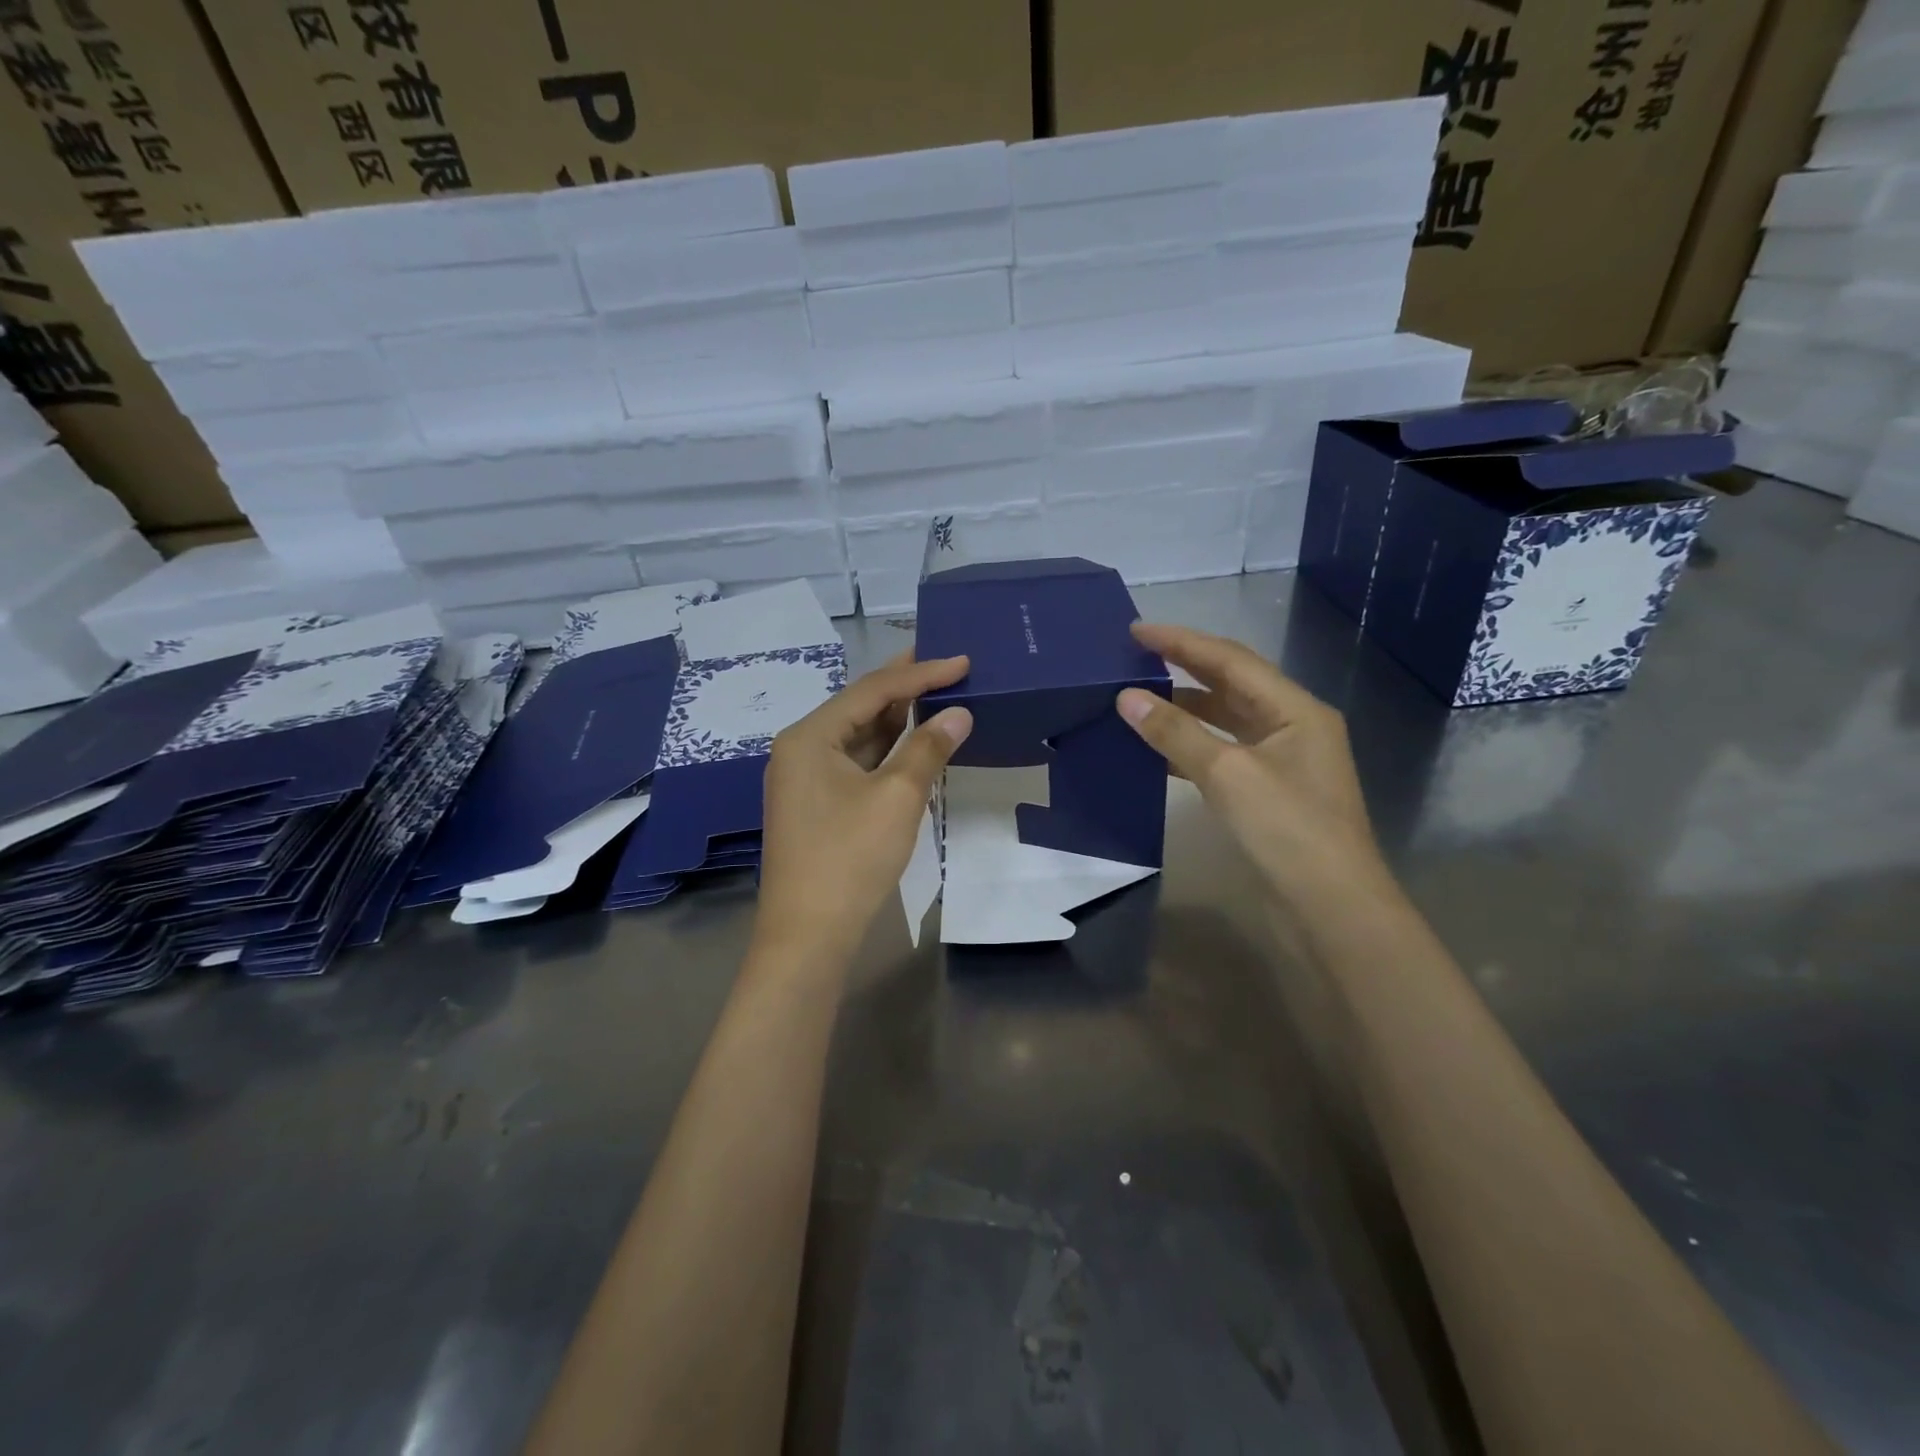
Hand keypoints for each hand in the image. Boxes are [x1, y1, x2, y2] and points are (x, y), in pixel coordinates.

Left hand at [756, 652, 973, 965]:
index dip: (920, 673)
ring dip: (897, 720)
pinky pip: (856, 764)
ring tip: (937, 695)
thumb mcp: (896, 798)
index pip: (872, 691)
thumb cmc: (849, 858)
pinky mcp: (817, 805)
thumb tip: (959, 714)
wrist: (809, 935)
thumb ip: (928, 749)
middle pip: (860, 707)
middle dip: (905, 688)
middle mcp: (801, 749)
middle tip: (946, 664)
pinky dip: (887, 752)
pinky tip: (914, 744)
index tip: (962, 661)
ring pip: (859, 737)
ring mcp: (806, 779)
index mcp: (809, 737)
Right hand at [1116, 623, 1387, 908]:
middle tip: (1133, 657)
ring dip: (1184, 707)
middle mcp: (1292, 726)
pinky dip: (1190, 745)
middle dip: (1183, 667)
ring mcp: (1282, 762)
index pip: (1230, 660)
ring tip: (1137, 697)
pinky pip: (1223, 753)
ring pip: (1225, 720)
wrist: (1331, 909)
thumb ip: (1176, 732)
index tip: (1135, 631)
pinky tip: (1158, 749)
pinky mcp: (1268, 793)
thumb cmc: (1288, 831)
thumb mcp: (1228, 774)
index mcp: (1295, 709)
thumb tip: (1126, 697)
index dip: (1181, 642)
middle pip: (1231, 684)